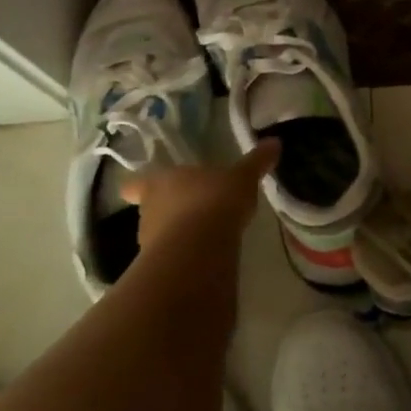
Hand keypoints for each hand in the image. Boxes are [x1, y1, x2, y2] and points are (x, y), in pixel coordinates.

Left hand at [120, 141, 278, 257]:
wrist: (199, 250)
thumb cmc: (214, 201)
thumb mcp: (241, 178)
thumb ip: (255, 162)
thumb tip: (274, 142)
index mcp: (160, 182)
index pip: (137, 183)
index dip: (138, 186)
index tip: (136, 190)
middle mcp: (149, 210)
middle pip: (150, 209)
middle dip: (168, 210)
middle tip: (190, 210)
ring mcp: (150, 242)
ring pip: (160, 235)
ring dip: (176, 235)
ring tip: (202, 237)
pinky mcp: (161, 269)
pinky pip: (172, 259)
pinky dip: (185, 258)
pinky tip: (205, 259)